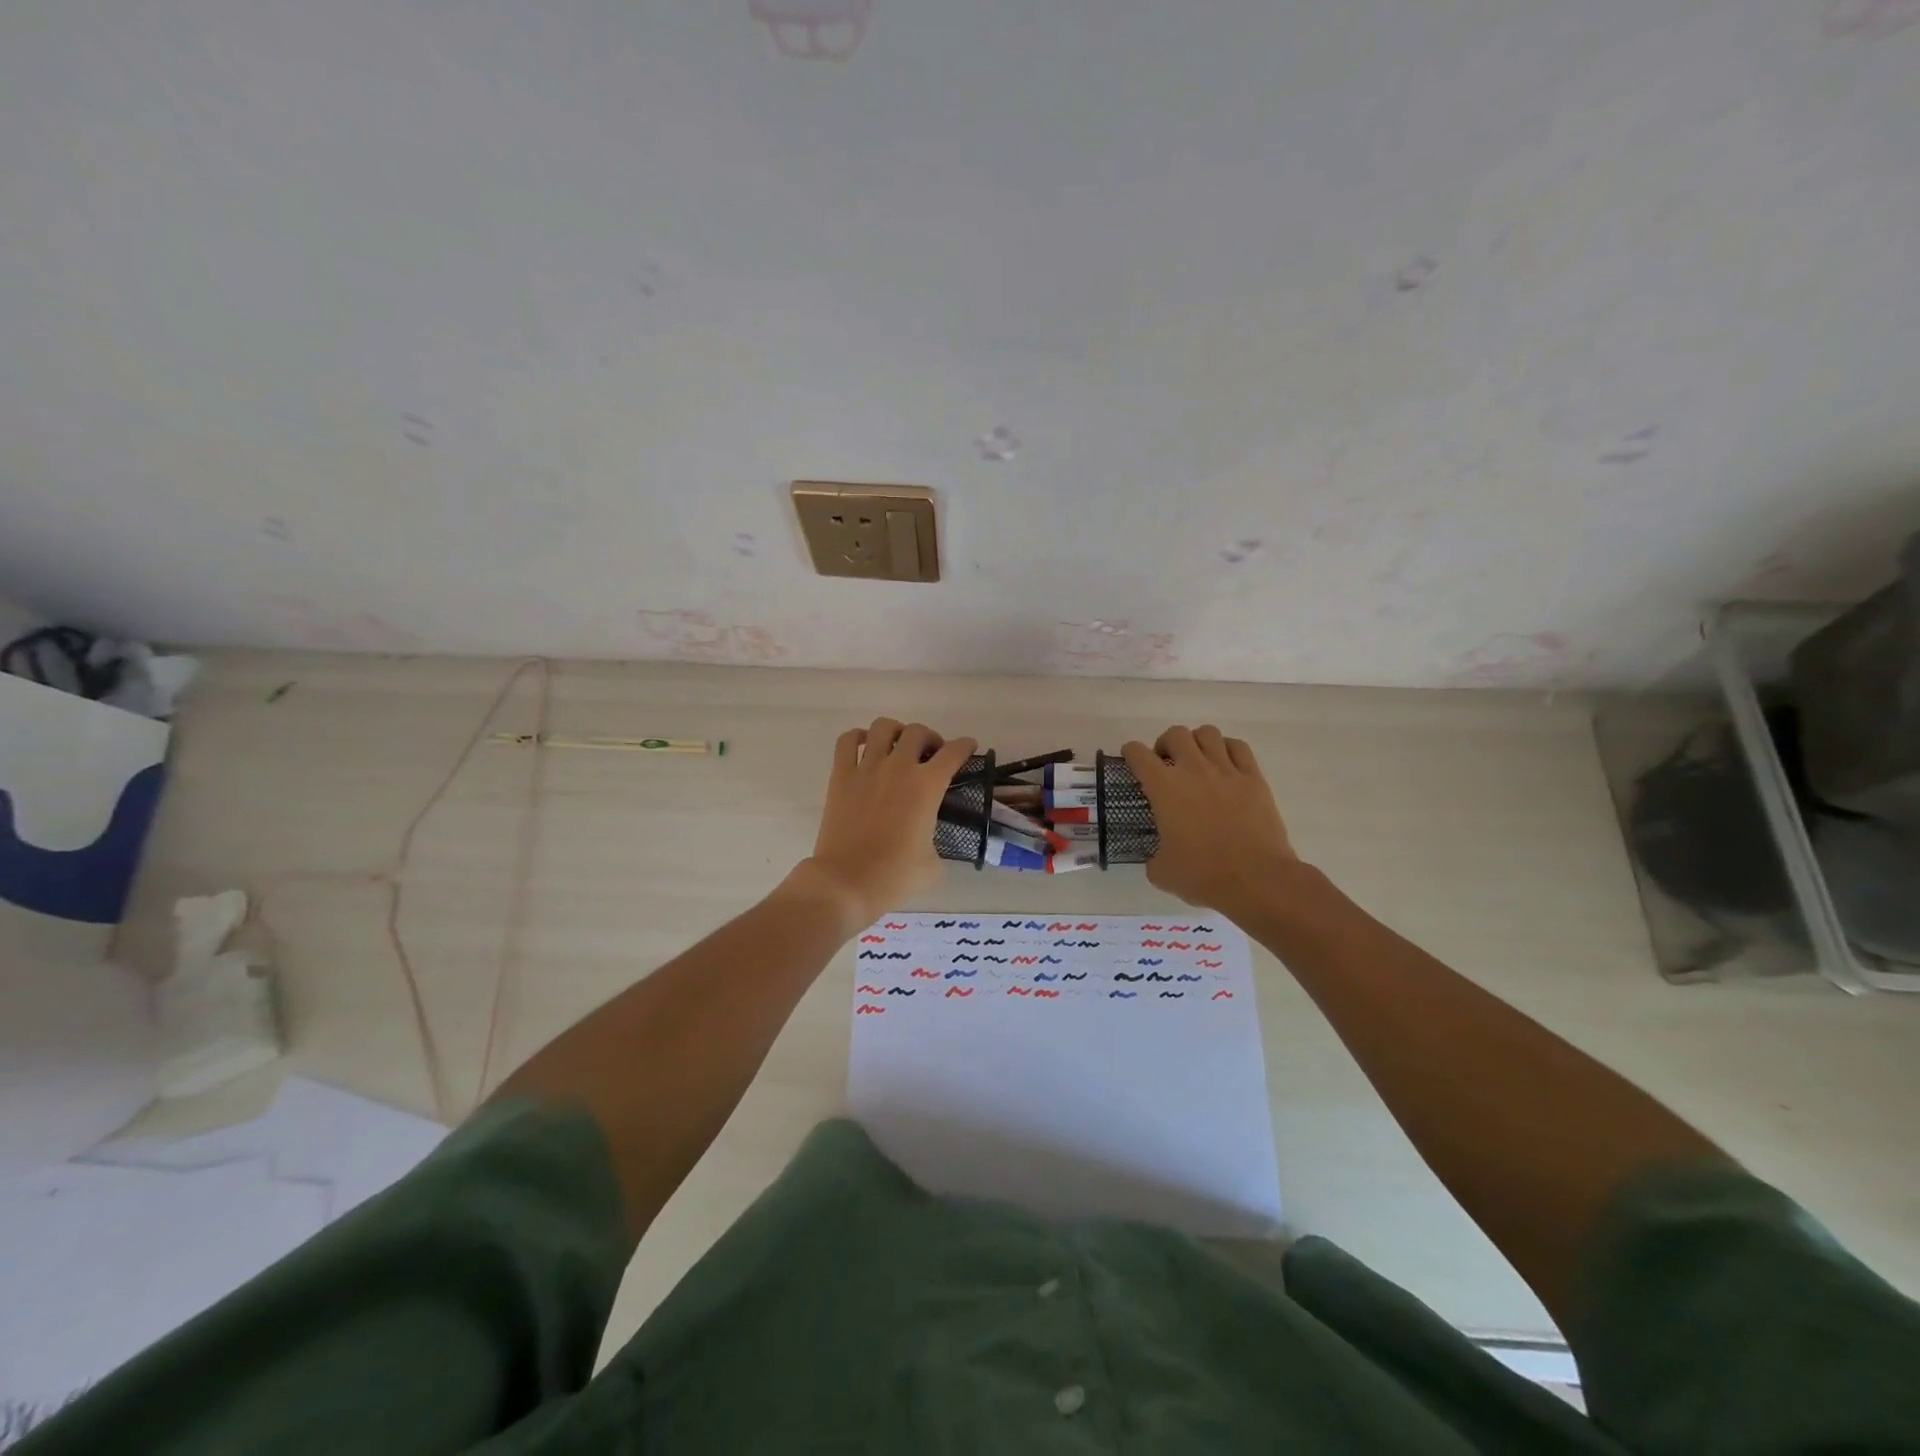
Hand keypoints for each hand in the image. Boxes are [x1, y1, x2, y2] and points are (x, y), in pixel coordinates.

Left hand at [791, 718, 977, 931]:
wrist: (847, 882)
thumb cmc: (895, 876)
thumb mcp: (934, 864)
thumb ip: (937, 842)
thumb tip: (929, 840)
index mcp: (927, 786)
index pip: (954, 752)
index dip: (965, 746)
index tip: (968, 746)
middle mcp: (899, 767)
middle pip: (918, 732)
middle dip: (930, 739)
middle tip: (931, 755)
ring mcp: (867, 768)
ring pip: (883, 727)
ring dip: (896, 732)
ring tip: (898, 746)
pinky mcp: (841, 776)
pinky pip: (846, 741)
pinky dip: (857, 738)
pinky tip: (864, 747)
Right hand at [1122, 725, 1297, 913]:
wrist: (1257, 879)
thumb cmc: (1204, 875)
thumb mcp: (1163, 873)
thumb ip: (1154, 858)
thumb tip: (1158, 857)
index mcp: (1164, 788)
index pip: (1138, 754)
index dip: (1130, 753)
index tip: (1131, 760)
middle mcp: (1193, 770)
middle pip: (1175, 734)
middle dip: (1165, 744)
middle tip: (1166, 764)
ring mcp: (1226, 771)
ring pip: (1207, 733)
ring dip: (1197, 742)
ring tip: (1197, 760)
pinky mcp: (1254, 778)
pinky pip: (1238, 747)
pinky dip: (1227, 748)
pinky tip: (1225, 764)